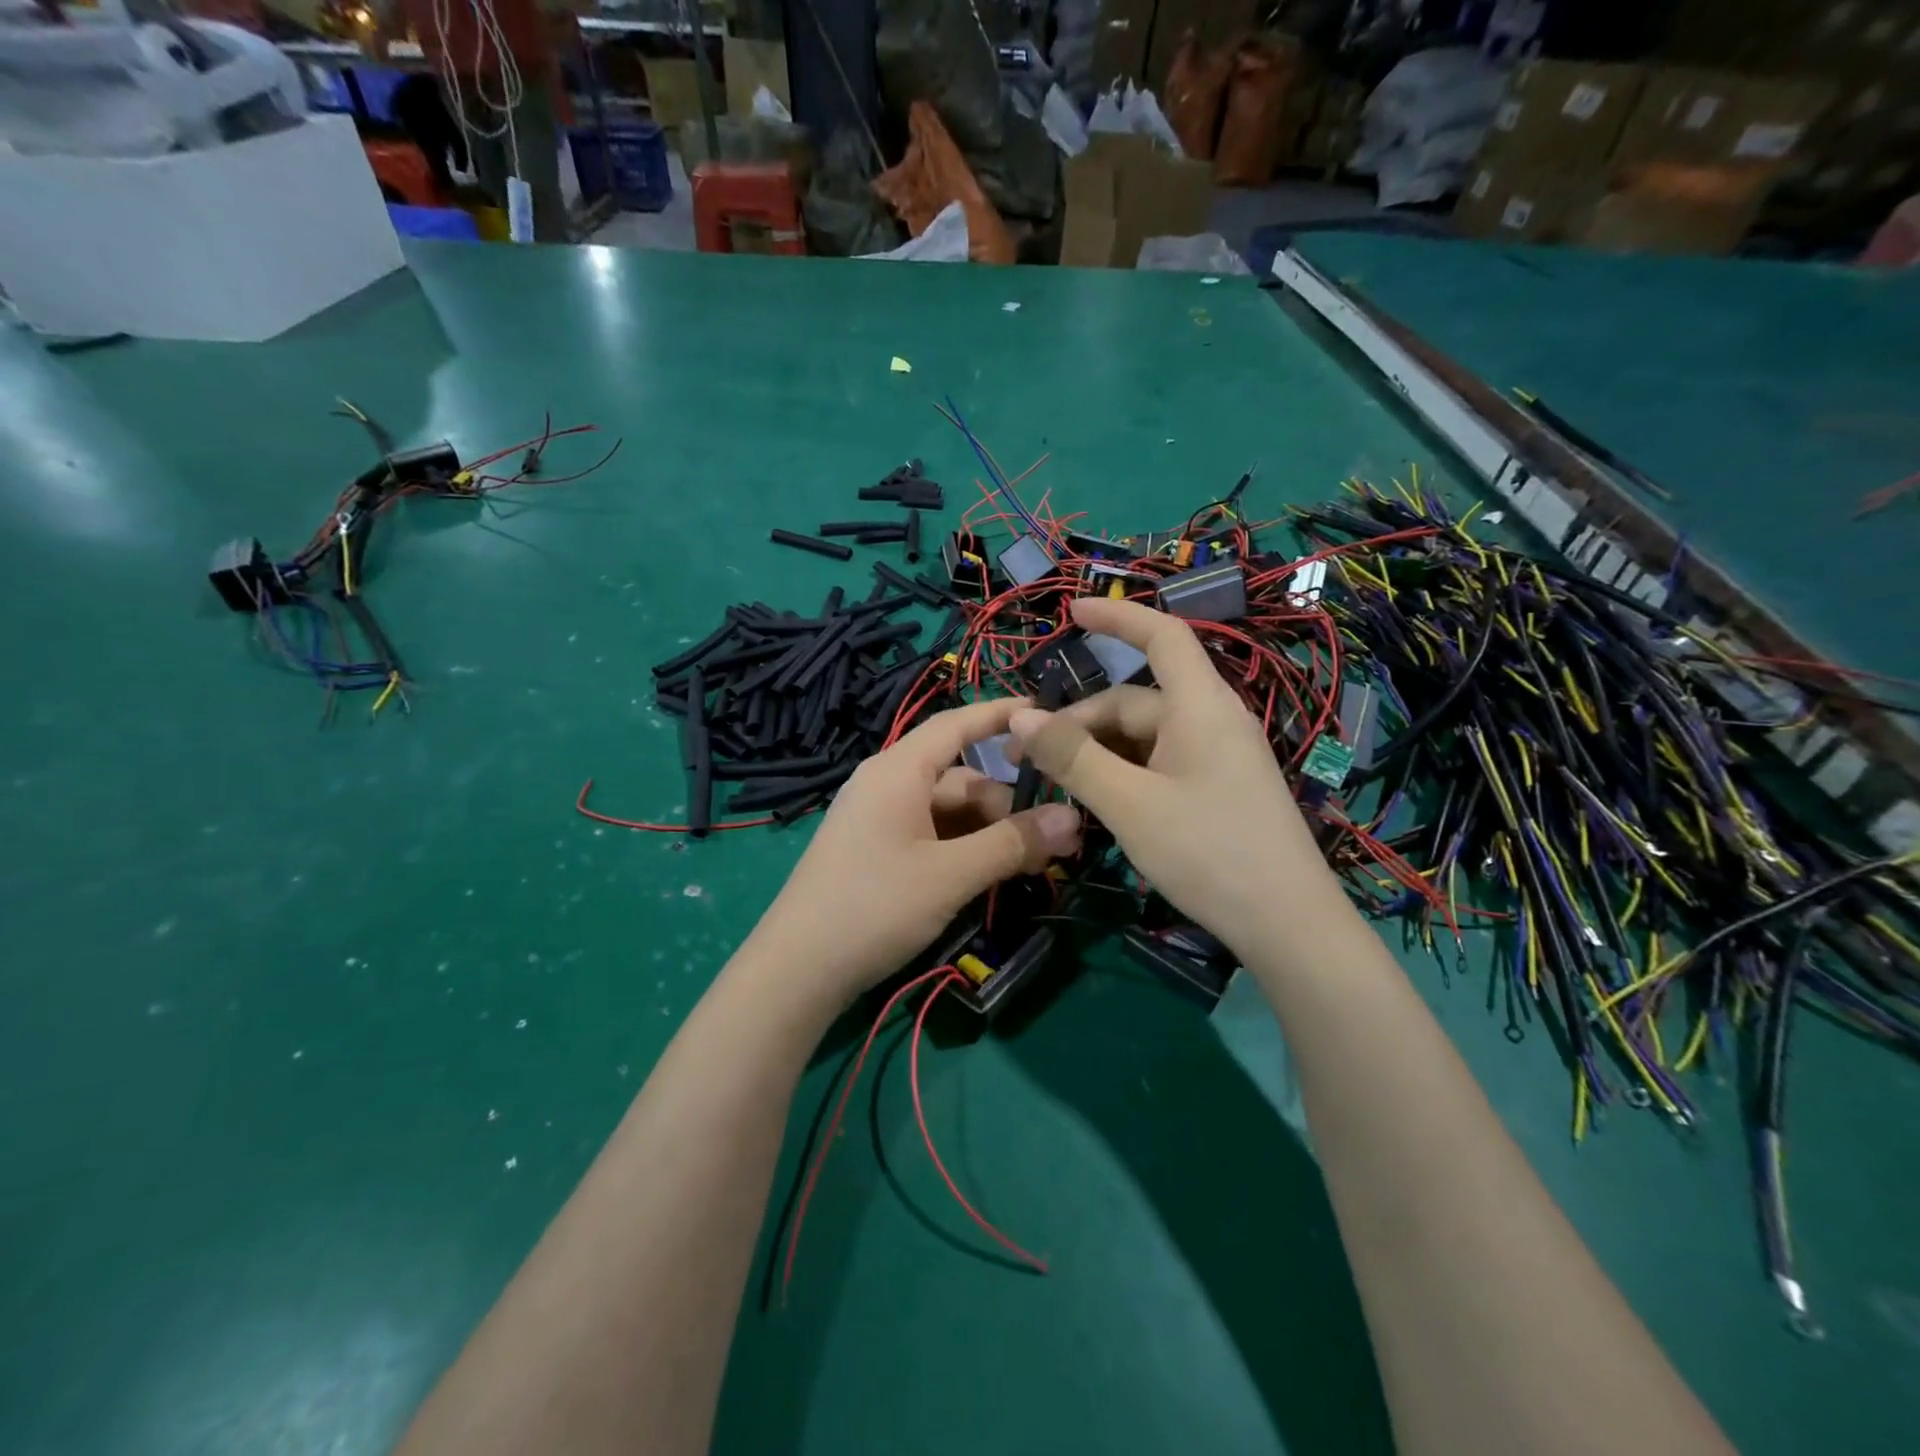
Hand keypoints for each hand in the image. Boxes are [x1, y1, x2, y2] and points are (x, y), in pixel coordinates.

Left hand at [743, 698, 1082, 1007]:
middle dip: (1008, 804)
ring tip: (1031, 865)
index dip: (1002, 715)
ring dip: (990, 832)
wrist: (797, 970)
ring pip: (949, 811)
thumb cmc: (874, 906)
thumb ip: (1012, 843)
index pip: (956, 725)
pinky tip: (990, 876)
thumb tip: (1073, 817)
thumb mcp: (951, 874)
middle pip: (961, 778)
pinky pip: (931, 835)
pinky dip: (964, 848)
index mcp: (898, 771)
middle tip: (1056, 840)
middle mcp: (887, 784)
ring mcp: (879, 819)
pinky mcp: (876, 850)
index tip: (1048, 713)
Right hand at [1007, 598, 1342, 958]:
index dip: (1116, 617)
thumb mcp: (1129, 804)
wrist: (1289, 927)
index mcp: (1199, 707)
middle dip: (1078, 723)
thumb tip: (1019, 718)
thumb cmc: (1209, 853)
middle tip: (1025, 758)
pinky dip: (1122, 772)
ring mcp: (1217, 757)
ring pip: (1143, 737)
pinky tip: (1096, 803)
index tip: (1070, 612)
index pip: (1161, 636)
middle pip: (1134, 701)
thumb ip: (1073, 758)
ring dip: (1096, 752)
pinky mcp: (1217, 788)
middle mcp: (1210, 721)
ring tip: (1054, 786)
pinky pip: (1159, 763)